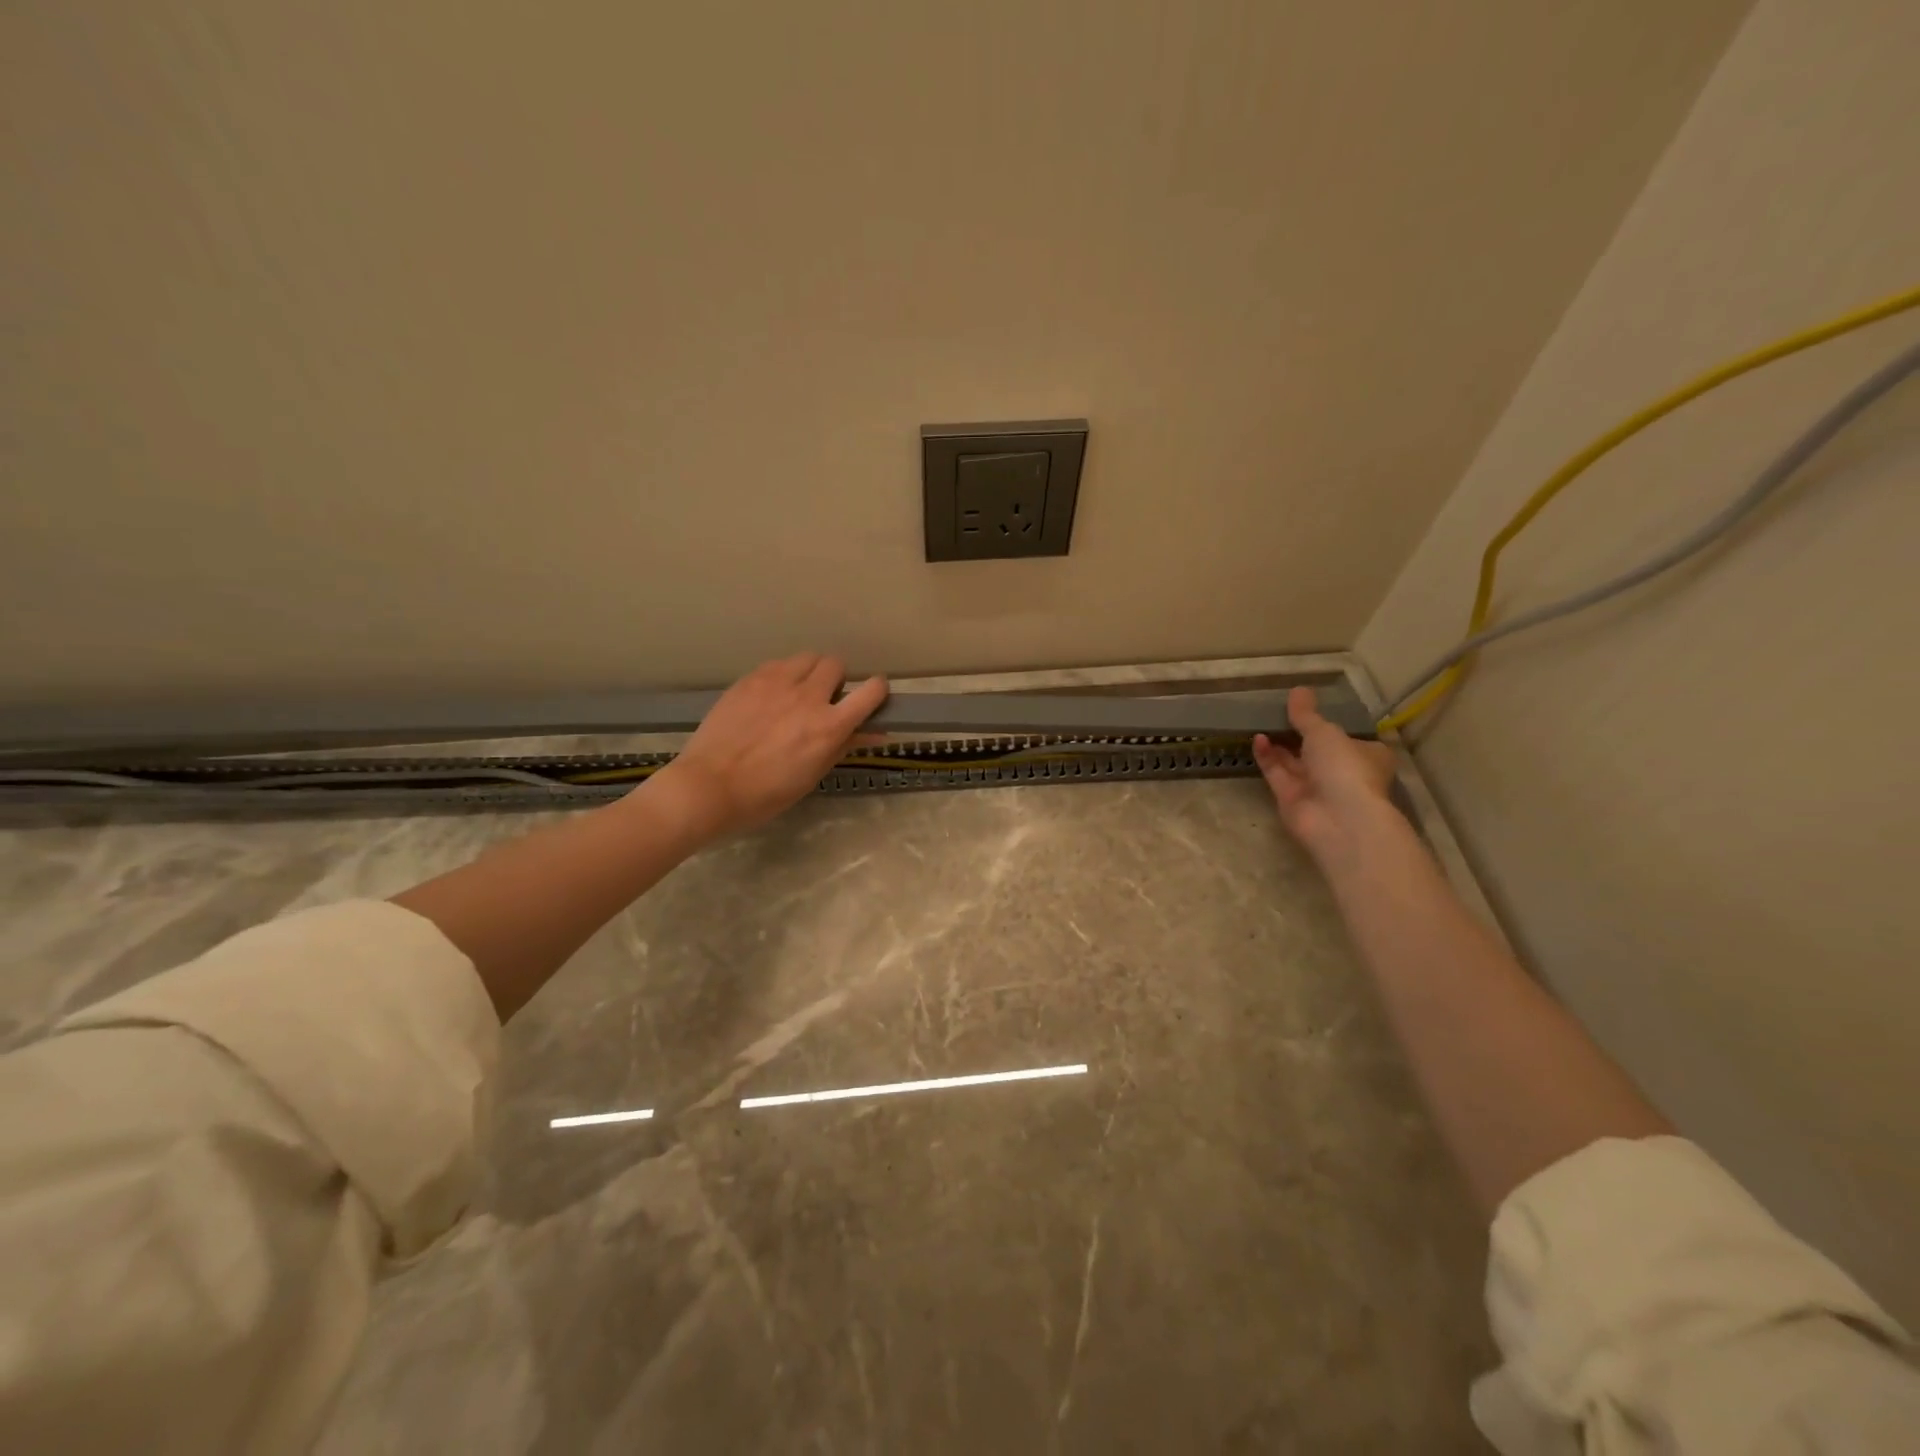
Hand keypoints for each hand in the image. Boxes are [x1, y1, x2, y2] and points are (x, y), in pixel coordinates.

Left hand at [654, 654, 887, 839]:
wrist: (709, 786)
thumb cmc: (765, 794)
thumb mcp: (812, 775)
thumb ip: (844, 746)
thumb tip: (874, 733)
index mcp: (829, 726)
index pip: (871, 691)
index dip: (876, 691)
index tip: (870, 699)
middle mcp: (808, 697)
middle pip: (836, 664)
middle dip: (836, 679)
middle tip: (825, 699)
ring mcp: (776, 683)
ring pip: (807, 658)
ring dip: (810, 672)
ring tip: (797, 692)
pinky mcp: (750, 679)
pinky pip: (777, 664)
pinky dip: (783, 675)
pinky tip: (770, 696)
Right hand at [1252, 686, 1397, 860]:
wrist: (1337, 819)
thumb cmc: (1344, 768)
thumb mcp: (1325, 732)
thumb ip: (1307, 714)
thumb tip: (1298, 689)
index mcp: (1366, 755)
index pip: (1349, 737)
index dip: (1330, 724)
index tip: (1309, 709)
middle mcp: (1342, 772)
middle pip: (1317, 750)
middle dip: (1298, 733)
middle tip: (1278, 711)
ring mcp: (1317, 788)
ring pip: (1294, 762)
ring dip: (1279, 743)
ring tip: (1262, 721)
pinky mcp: (1292, 799)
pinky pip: (1277, 774)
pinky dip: (1268, 757)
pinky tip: (1257, 739)